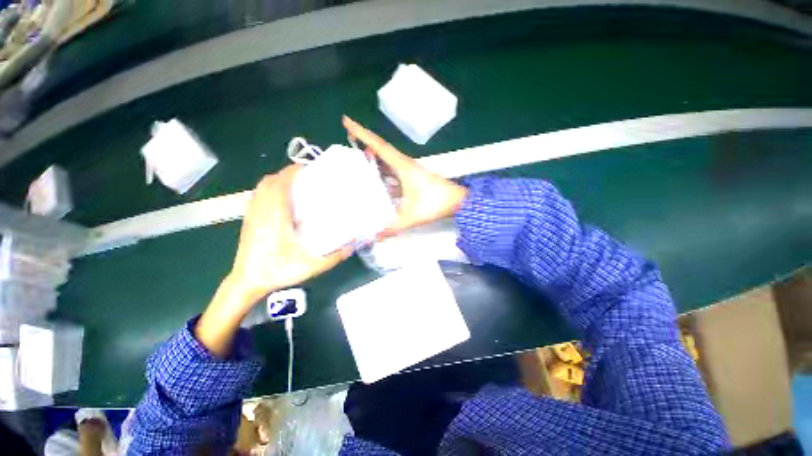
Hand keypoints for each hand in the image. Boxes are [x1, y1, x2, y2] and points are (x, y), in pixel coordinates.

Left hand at [229, 165, 352, 305]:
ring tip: (296, 186)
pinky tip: (282, 201)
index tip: (307, 168)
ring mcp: (252, 215)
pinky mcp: (248, 220)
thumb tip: (351, 247)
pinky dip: (269, 190)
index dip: (292, 172)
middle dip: (287, 174)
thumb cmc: (277, 271)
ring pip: (261, 188)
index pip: (279, 184)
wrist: (248, 282)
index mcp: (274, 215)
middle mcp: (261, 210)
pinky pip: (257, 196)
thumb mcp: (310, 265)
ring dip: (277, 181)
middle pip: (269, 181)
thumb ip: (333, 257)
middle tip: (306, 178)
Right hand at [343, 116, 467, 235]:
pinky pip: (393, 172)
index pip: (379, 146)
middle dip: (364, 142)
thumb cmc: (436, 203)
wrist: (458, 202)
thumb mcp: (412, 216)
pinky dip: (383, 172)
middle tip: (347, 138)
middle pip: (381, 149)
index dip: (362, 133)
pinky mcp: (412, 179)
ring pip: (387, 161)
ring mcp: (409, 171)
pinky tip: (375, 179)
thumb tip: (374, 236)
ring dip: (373, 157)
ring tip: (356, 158)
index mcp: (403, 166)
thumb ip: (393, 227)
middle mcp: (404, 165)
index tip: (346, 121)